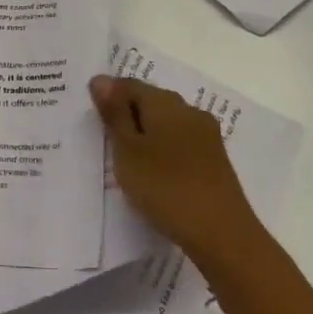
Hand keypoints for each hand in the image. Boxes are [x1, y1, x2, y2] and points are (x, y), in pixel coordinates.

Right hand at [90, 75, 262, 268]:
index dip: (107, 95)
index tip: (90, 119)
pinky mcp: (214, 159)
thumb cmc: (165, 187)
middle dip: (126, 114)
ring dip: (144, 134)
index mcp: (166, 103)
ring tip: (124, 158)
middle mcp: (189, 111)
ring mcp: (206, 136)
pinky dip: (161, 150)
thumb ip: (114, 115)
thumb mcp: (128, 151)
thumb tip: (101, 79)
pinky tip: (152, 172)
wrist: (222, 234)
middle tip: (103, 139)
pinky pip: (180, 143)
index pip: (129, 85)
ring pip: (166, 124)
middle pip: (150, 101)